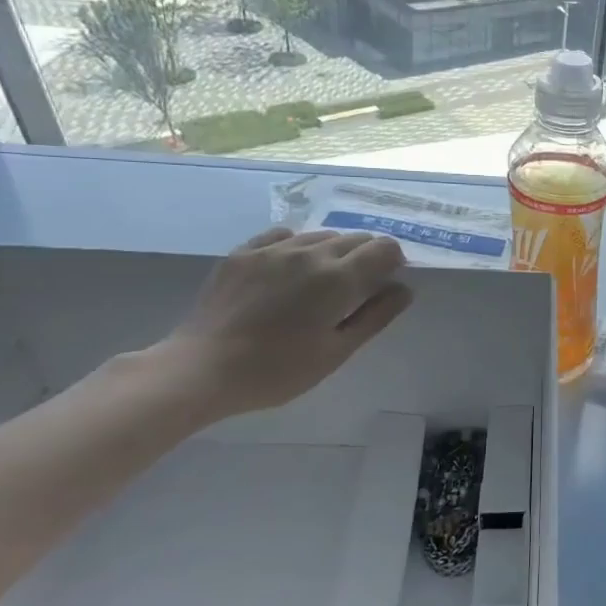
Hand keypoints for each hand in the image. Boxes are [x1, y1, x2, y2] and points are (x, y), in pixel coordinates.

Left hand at [155, 227, 412, 420]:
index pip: (383, 249)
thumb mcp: (336, 351)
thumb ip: (375, 317)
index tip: (387, 282)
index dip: (394, 261)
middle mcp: (310, 252)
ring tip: (323, 280)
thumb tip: (403, 289)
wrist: (202, 368)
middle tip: (357, 288)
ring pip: (320, 235)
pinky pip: (284, 235)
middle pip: (355, 238)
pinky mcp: (244, 252)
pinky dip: (299, 245)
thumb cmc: (278, 370)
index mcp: (338, 278)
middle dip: (367, 256)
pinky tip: (291, 267)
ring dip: (334, 251)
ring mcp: (273, 249)